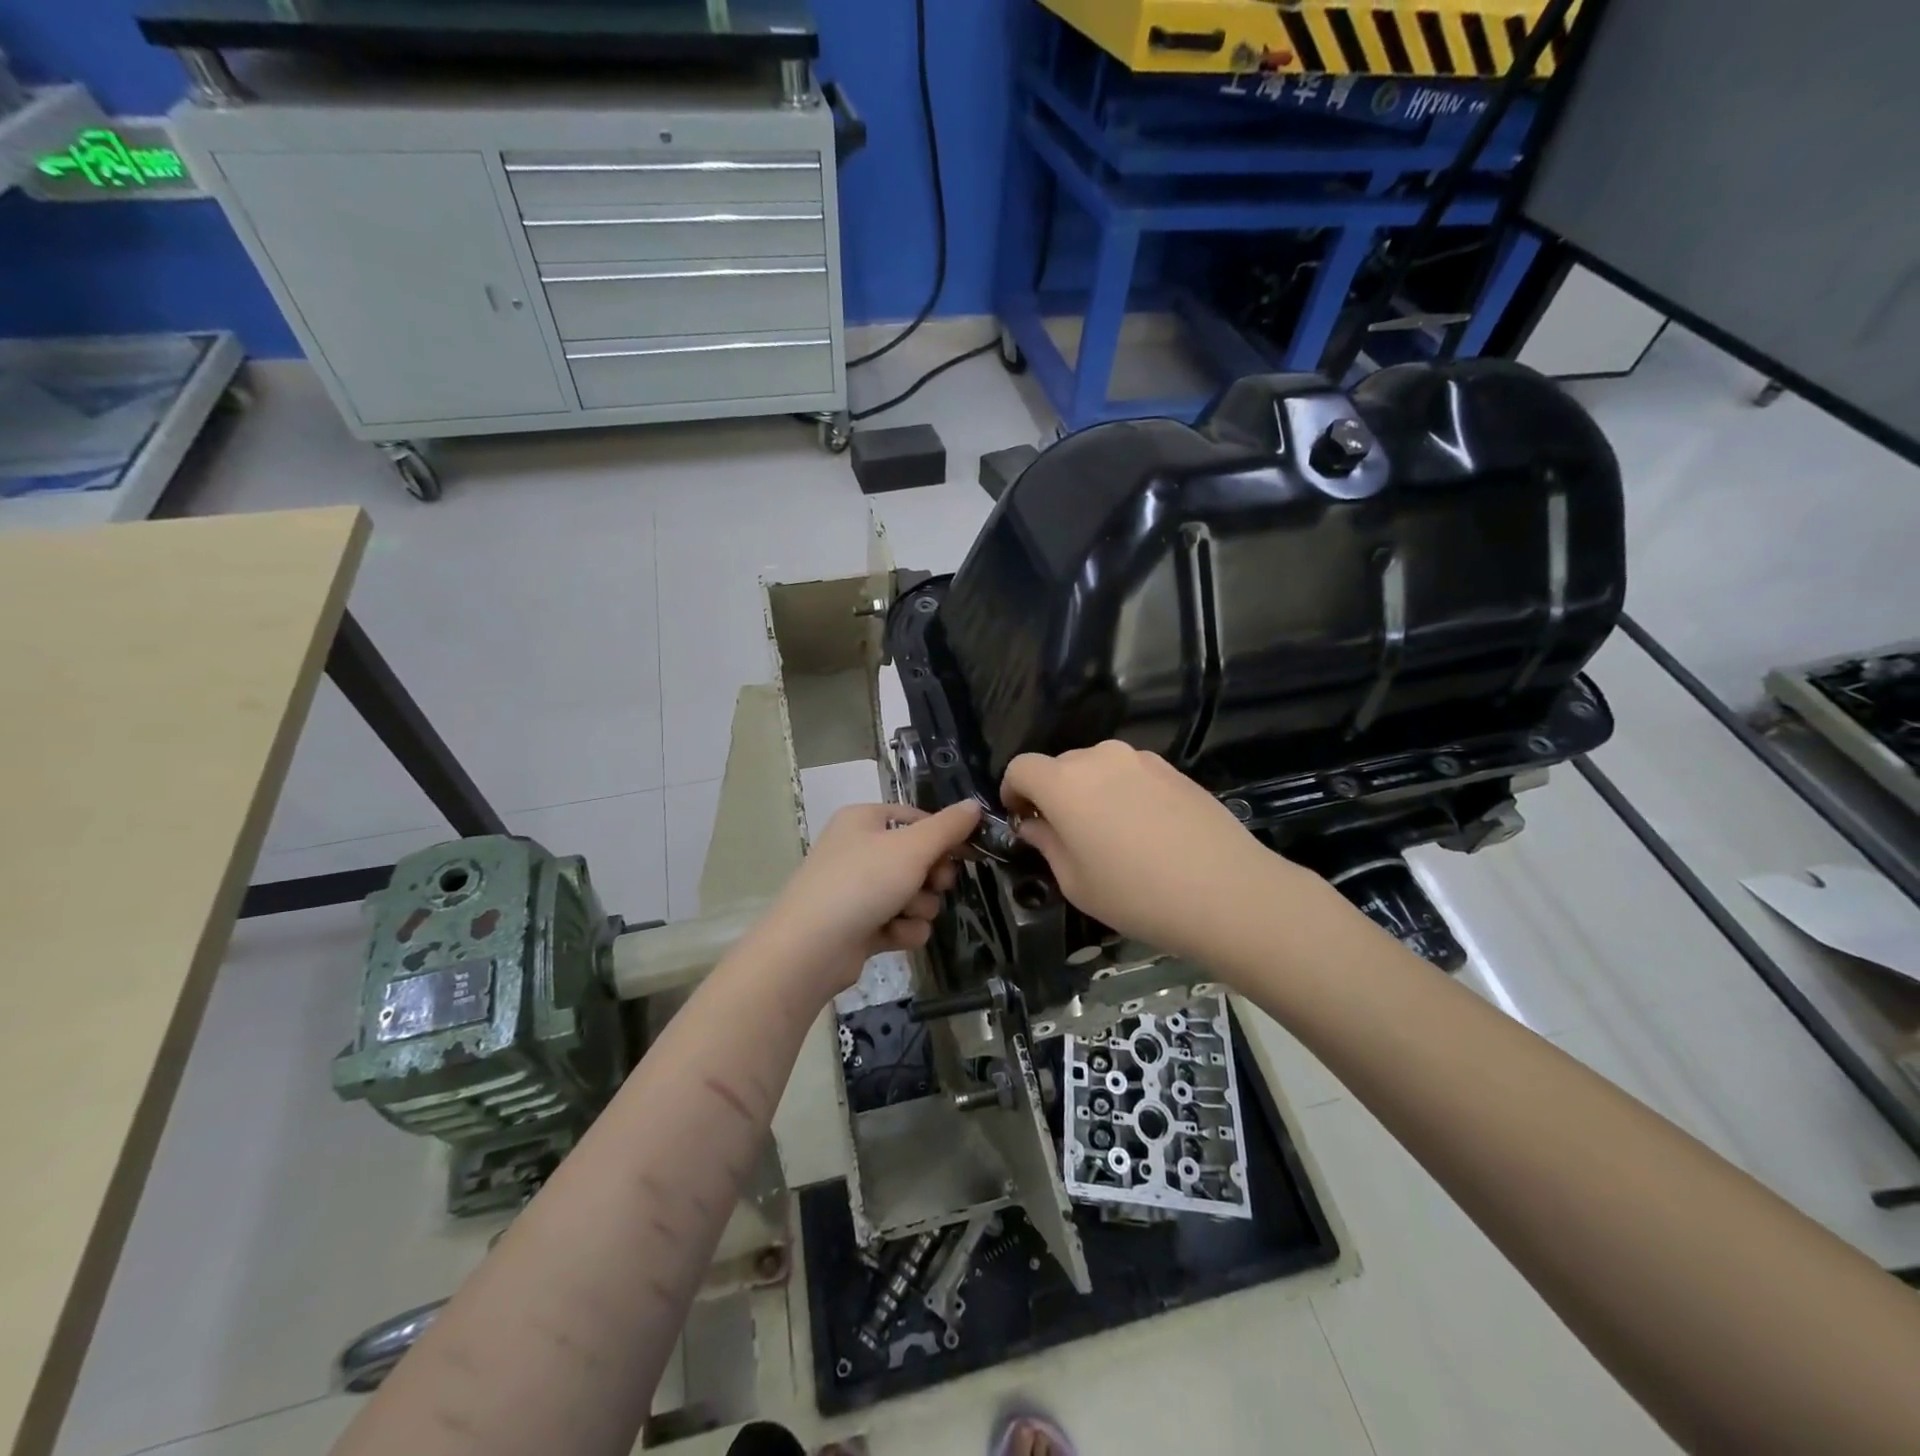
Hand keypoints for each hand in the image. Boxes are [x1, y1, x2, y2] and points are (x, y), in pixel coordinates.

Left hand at [756, 800, 980, 994]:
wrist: (810, 948)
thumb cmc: (862, 883)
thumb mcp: (912, 847)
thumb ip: (948, 827)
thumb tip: (975, 805)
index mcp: (864, 820)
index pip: (917, 819)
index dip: (944, 836)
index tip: (968, 853)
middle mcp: (859, 850)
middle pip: (918, 859)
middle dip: (931, 877)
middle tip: (934, 884)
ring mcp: (858, 890)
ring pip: (913, 894)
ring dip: (918, 907)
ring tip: (903, 914)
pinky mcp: (860, 926)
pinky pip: (900, 922)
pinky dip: (903, 930)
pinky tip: (893, 935)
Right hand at [1001, 741, 1305, 964]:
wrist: (1227, 892)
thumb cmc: (1136, 894)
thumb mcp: (1075, 881)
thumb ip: (1046, 843)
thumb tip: (1033, 824)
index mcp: (1064, 783)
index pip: (1021, 768)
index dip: (1013, 792)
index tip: (1022, 820)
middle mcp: (1098, 758)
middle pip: (1059, 766)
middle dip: (1053, 794)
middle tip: (1066, 835)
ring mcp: (1140, 759)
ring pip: (1097, 768)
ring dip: (1090, 791)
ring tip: (1110, 835)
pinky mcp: (1173, 769)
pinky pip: (1131, 774)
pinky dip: (1123, 793)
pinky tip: (1146, 832)